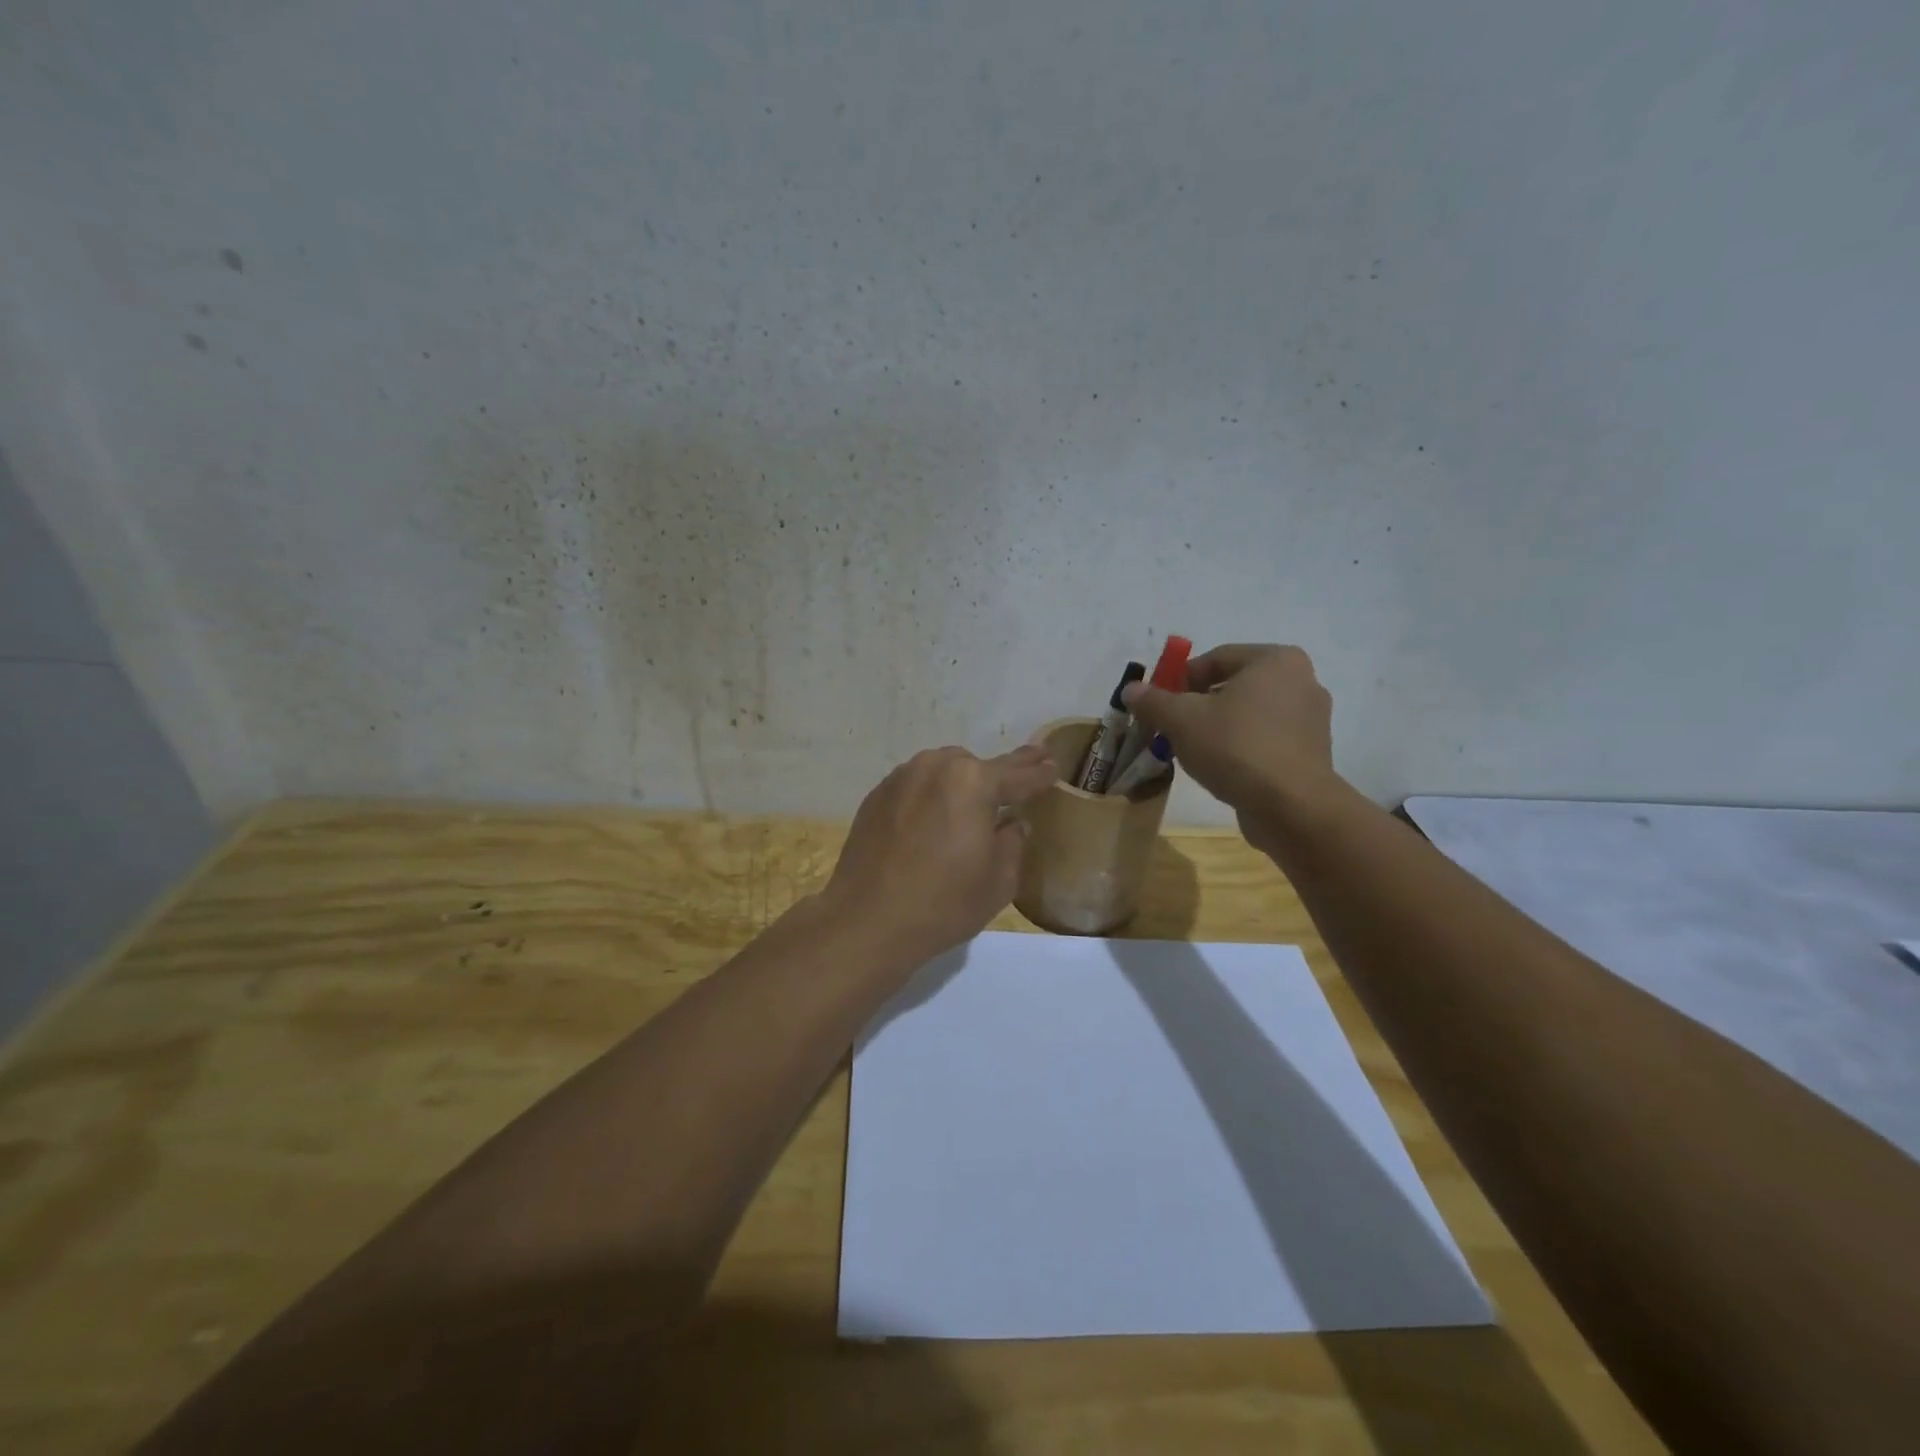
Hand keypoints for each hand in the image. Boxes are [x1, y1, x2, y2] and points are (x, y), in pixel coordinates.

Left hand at [821, 744, 1057, 965]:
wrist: (867, 920)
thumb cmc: (943, 903)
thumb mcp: (998, 881)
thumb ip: (1013, 843)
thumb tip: (1013, 823)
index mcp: (973, 782)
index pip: (1017, 775)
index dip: (1038, 773)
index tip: (1052, 765)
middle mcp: (936, 768)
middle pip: (976, 765)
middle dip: (998, 774)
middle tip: (1021, 773)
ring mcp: (901, 778)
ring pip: (942, 769)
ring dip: (961, 781)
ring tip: (974, 799)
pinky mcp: (876, 796)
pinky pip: (915, 785)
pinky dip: (930, 794)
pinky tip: (934, 814)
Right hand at [1121, 644, 1337, 840]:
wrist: (1291, 806)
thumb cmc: (1236, 747)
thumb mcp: (1181, 720)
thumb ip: (1153, 700)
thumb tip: (1130, 690)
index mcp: (1276, 660)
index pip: (1216, 657)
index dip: (1180, 678)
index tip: (1159, 702)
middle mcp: (1302, 681)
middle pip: (1234, 686)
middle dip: (1198, 704)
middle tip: (1171, 726)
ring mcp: (1311, 719)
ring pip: (1249, 714)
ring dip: (1218, 727)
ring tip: (1191, 750)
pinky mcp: (1311, 753)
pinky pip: (1266, 739)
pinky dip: (1241, 747)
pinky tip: (1220, 768)